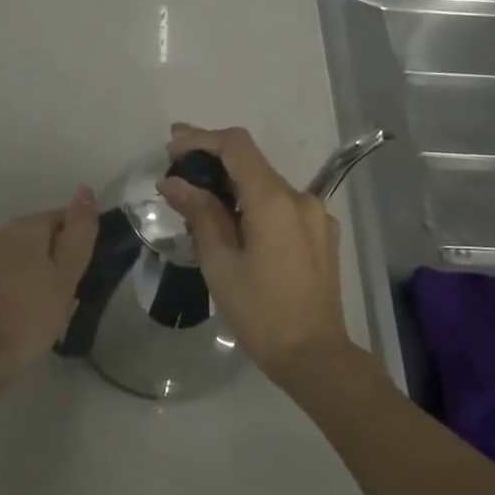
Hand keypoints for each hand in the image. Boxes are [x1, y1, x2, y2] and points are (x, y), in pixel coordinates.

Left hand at [0, 186, 98, 385]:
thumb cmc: (29, 317)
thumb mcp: (66, 276)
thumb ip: (79, 232)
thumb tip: (85, 190)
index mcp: (23, 227)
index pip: (60, 217)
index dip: (76, 241)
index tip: (81, 271)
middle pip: (35, 234)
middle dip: (52, 255)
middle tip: (65, 291)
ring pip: (15, 253)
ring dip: (30, 269)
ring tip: (42, 303)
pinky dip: (11, 282)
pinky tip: (18, 309)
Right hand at [159, 124, 353, 378]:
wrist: (316, 356)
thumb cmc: (260, 312)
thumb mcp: (220, 263)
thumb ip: (200, 214)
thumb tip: (173, 182)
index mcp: (274, 200)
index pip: (236, 146)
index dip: (201, 138)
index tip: (172, 145)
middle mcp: (300, 197)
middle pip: (252, 163)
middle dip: (213, 162)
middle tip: (177, 173)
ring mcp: (316, 215)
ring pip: (267, 186)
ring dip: (233, 186)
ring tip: (199, 204)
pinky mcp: (322, 235)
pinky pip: (283, 207)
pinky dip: (256, 205)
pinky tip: (236, 228)